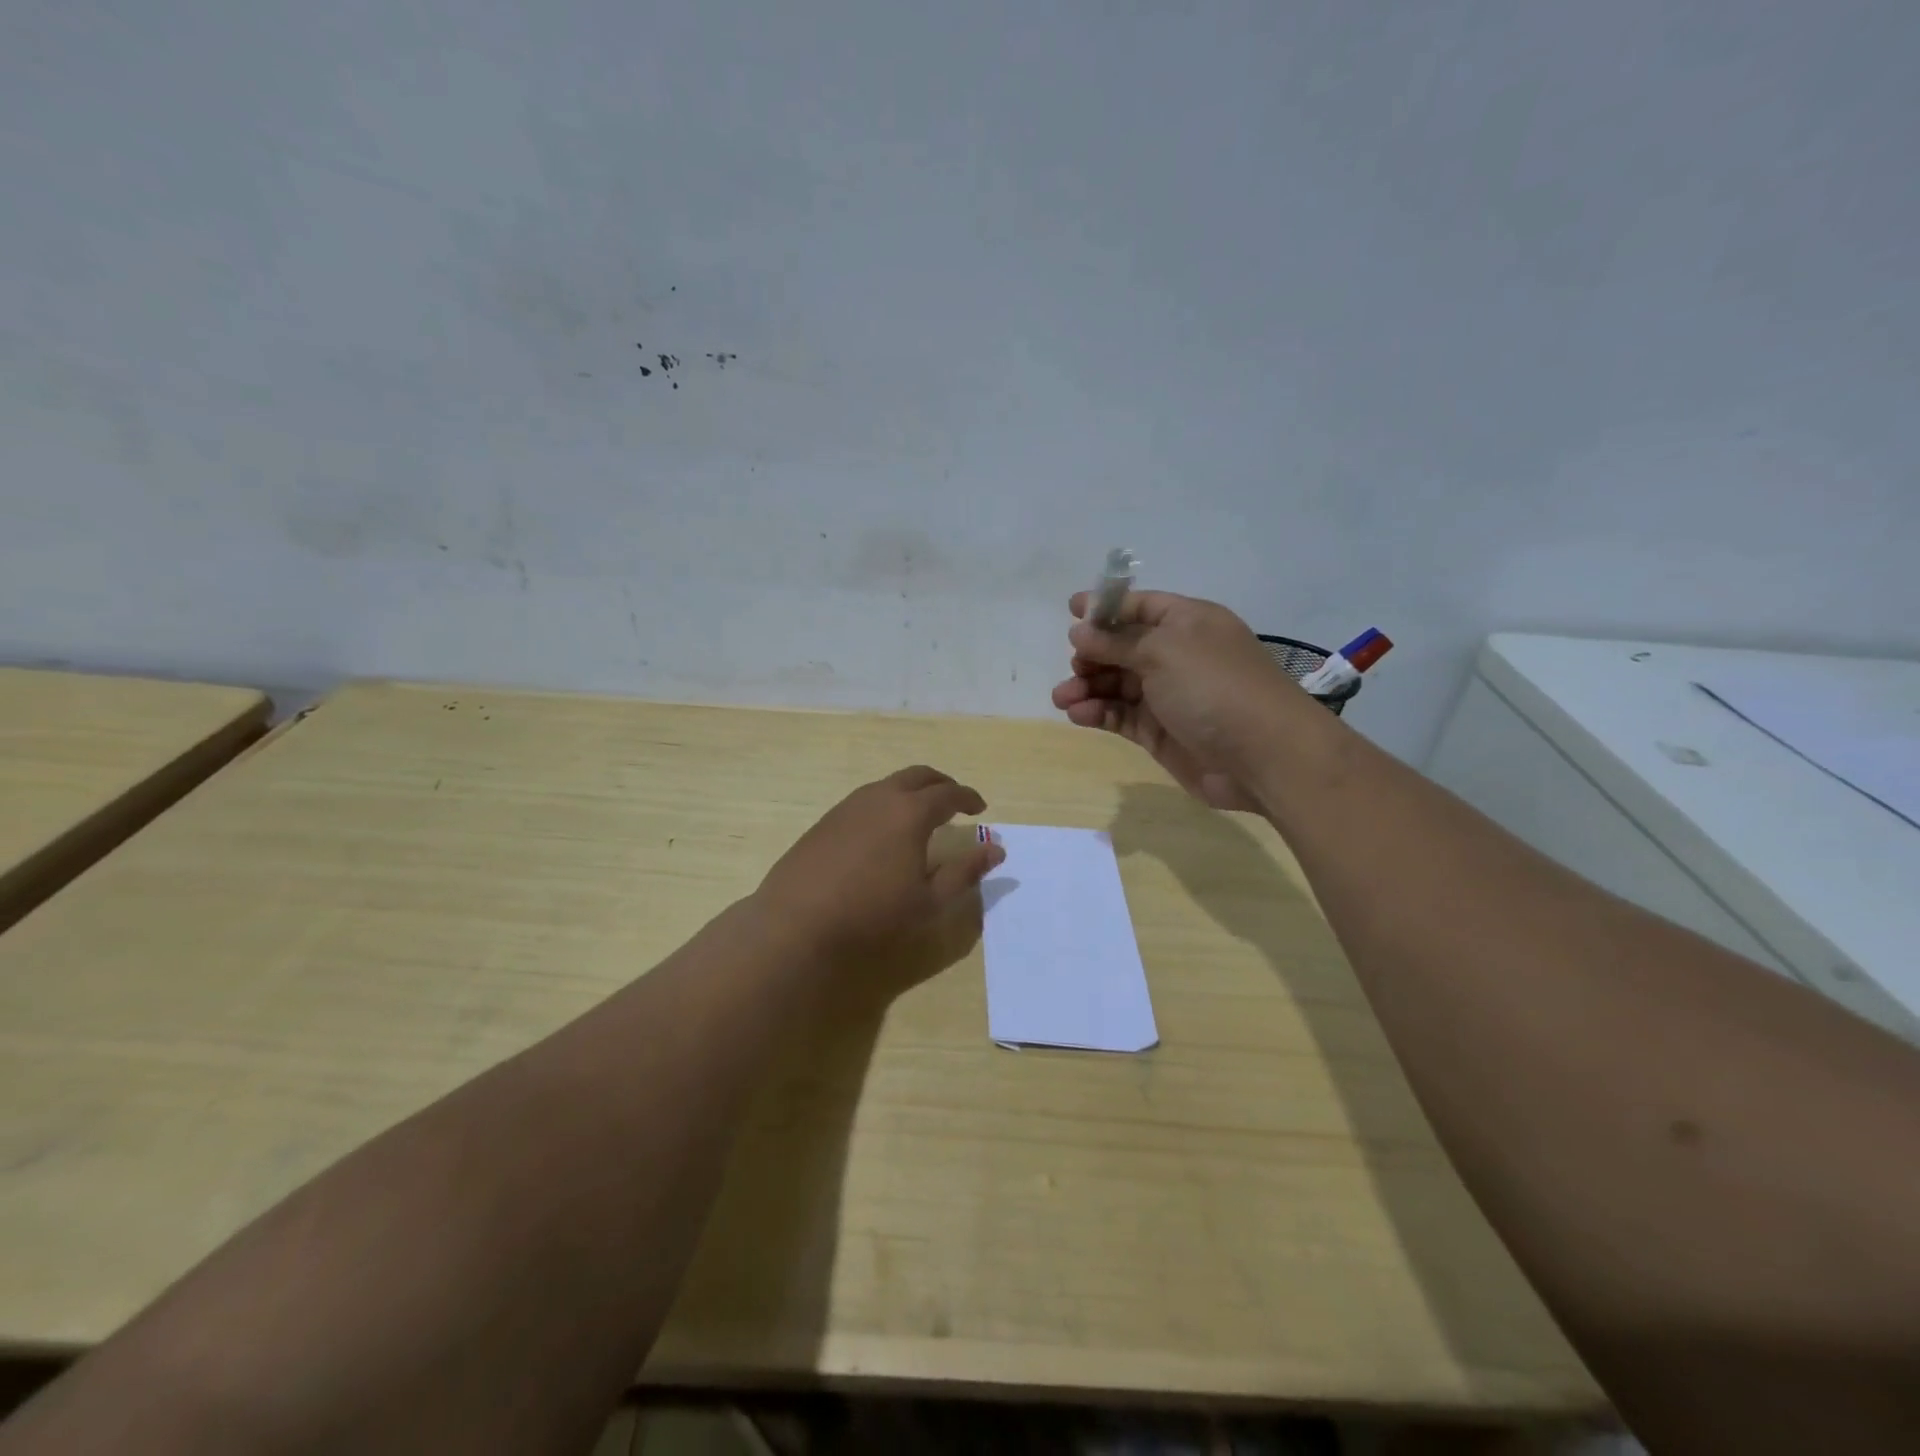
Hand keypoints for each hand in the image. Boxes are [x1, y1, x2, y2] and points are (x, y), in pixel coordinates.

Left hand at [754, 765, 1004, 958]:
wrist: (798, 922)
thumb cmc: (873, 914)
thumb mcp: (929, 900)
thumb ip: (965, 872)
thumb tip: (996, 850)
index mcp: (911, 812)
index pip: (949, 794)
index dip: (969, 798)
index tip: (980, 809)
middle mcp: (881, 797)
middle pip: (919, 776)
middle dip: (942, 784)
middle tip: (955, 802)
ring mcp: (849, 805)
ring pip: (889, 784)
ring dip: (912, 792)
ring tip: (921, 816)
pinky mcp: (827, 819)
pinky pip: (867, 799)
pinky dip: (887, 803)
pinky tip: (884, 832)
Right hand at [1051, 590, 1308, 812]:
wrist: (1262, 755)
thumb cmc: (1213, 687)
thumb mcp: (1163, 651)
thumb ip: (1116, 642)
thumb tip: (1080, 632)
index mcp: (1187, 622)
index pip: (1140, 606)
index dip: (1107, 607)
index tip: (1071, 611)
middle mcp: (1178, 655)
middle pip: (1124, 647)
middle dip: (1093, 655)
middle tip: (1074, 668)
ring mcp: (1169, 695)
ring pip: (1118, 684)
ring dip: (1088, 687)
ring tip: (1062, 698)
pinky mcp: (1160, 732)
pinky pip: (1121, 716)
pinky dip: (1098, 713)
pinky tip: (1078, 715)